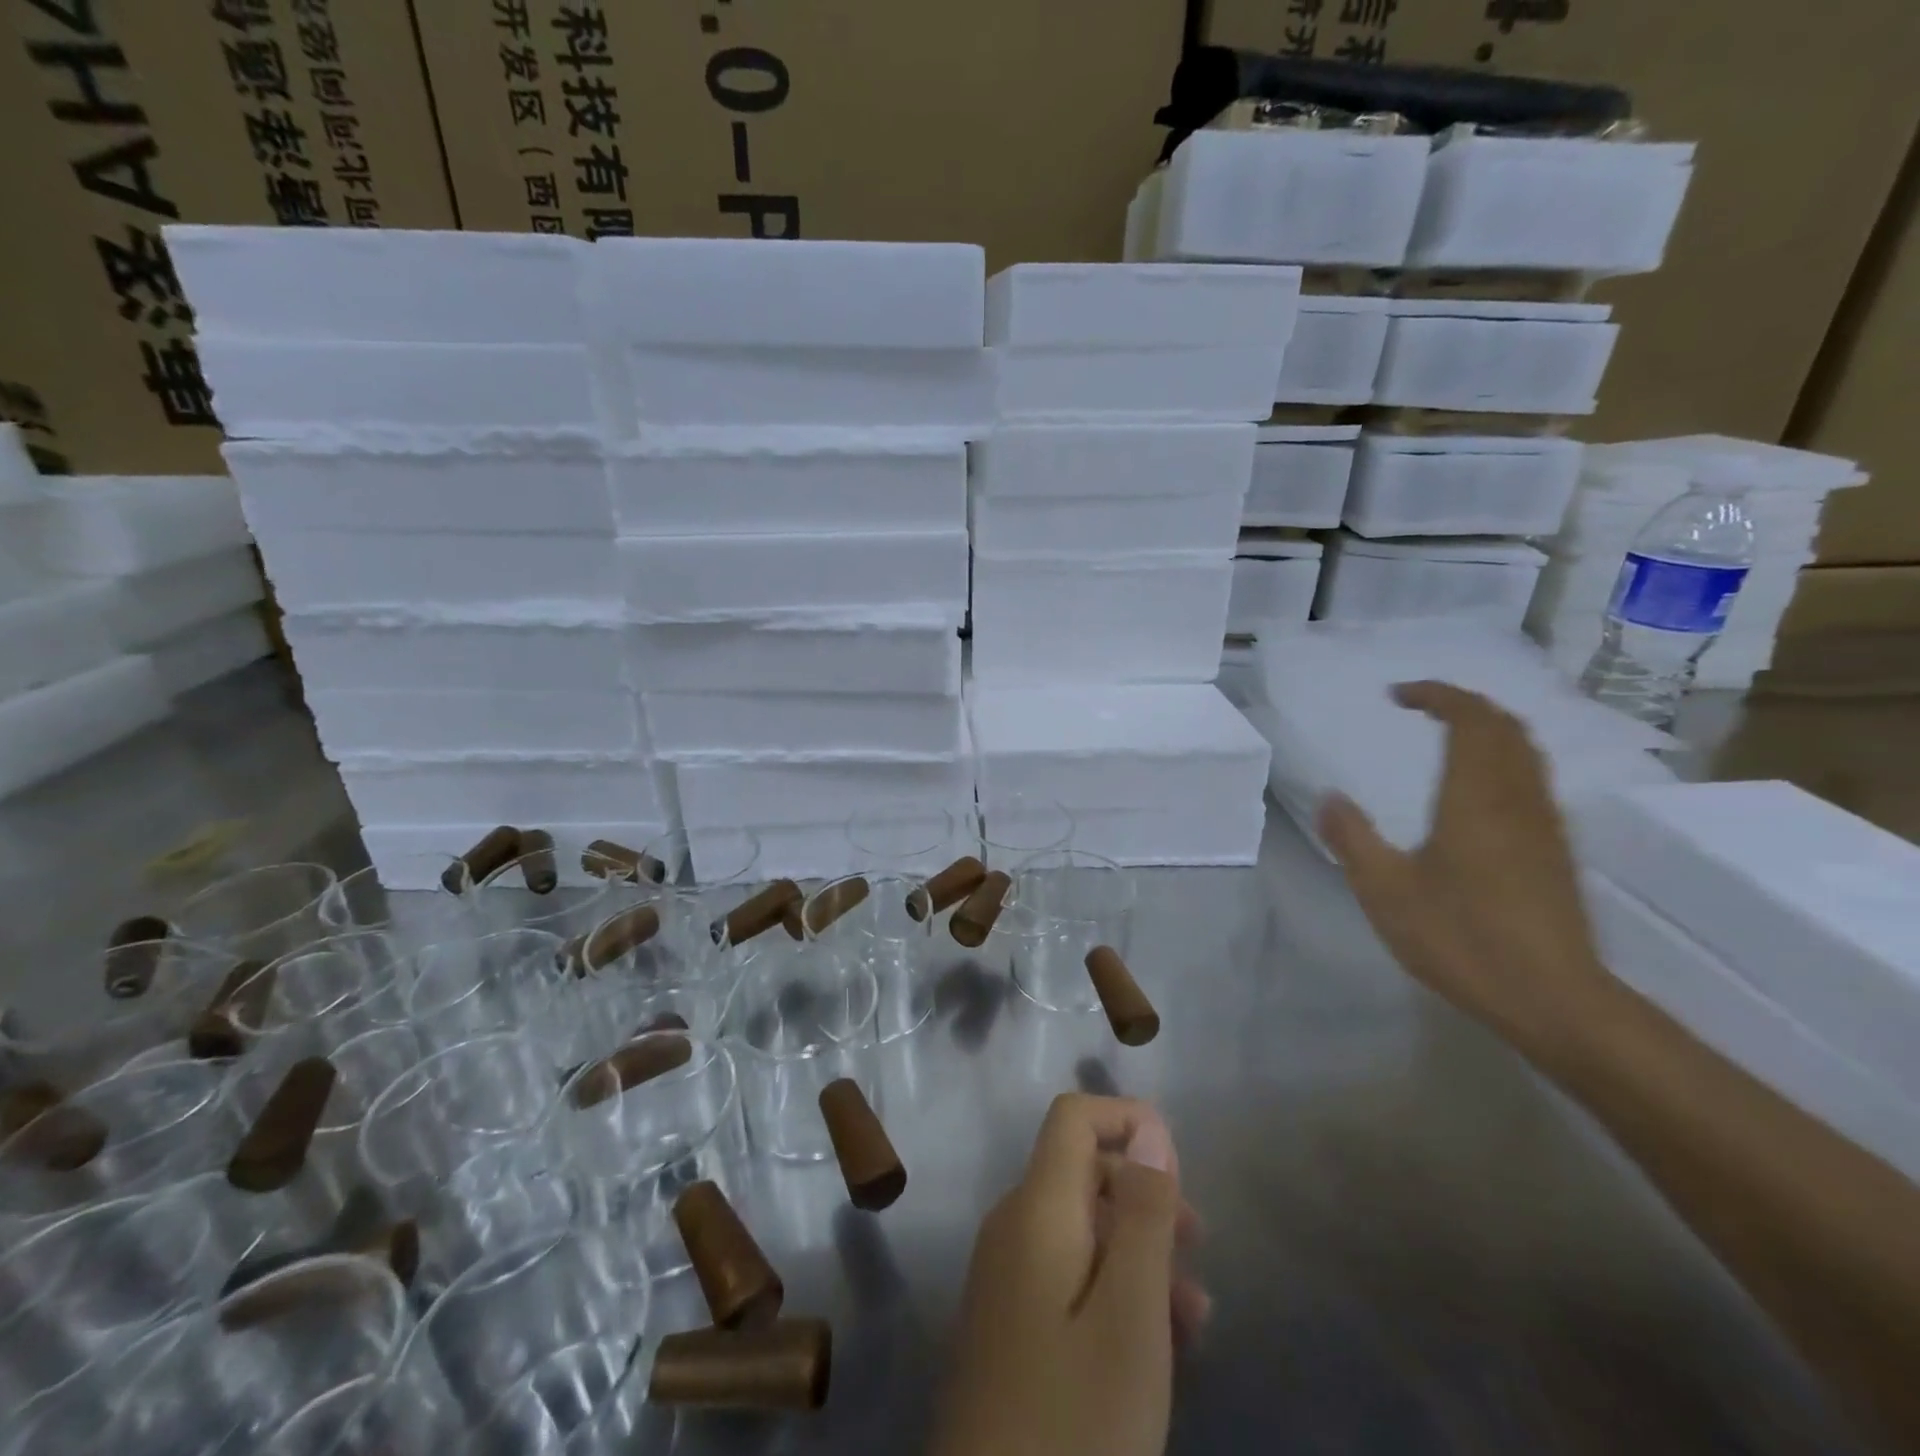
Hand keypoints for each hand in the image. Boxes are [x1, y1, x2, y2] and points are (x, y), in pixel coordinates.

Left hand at [930, 1094, 1205, 1455]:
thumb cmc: (1074, 1420)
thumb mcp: (1131, 1316)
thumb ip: (1142, 1213)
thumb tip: (1148, 1125)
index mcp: (1036, 1208)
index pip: (1073, 1118)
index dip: (1125, 1120)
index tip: (1179, 1168)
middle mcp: (1012, 1225)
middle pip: (1081, 1172)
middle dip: (1144, 1195)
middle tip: (1200, 1248)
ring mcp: (1005, 1275)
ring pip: (1081, 1230)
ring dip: (1138, 1253)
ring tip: (1194, 1316)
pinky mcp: (1008, 1322)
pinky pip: (1066, 1276)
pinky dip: (1113, 1289)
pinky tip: (1152, 1346)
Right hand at [1316, 680, 1612, 1063]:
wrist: (1554, 999)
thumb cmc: (1462, 938)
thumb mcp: (1385, 891)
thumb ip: (1352, 838)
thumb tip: (1330, 798)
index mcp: (1476, 798)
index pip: (1471, 719)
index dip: (1438, 695)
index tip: (1398, 695)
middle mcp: (1518, 799)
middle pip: (1506, 727)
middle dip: (1465, 705)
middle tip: (1422, 707)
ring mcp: (1545, 825)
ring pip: (1526, 753)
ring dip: (1489, 731)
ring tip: (1448, 738)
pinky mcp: (1557, 852)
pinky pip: (1532, 780)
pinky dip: (1503, 760)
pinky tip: (1477, 792)